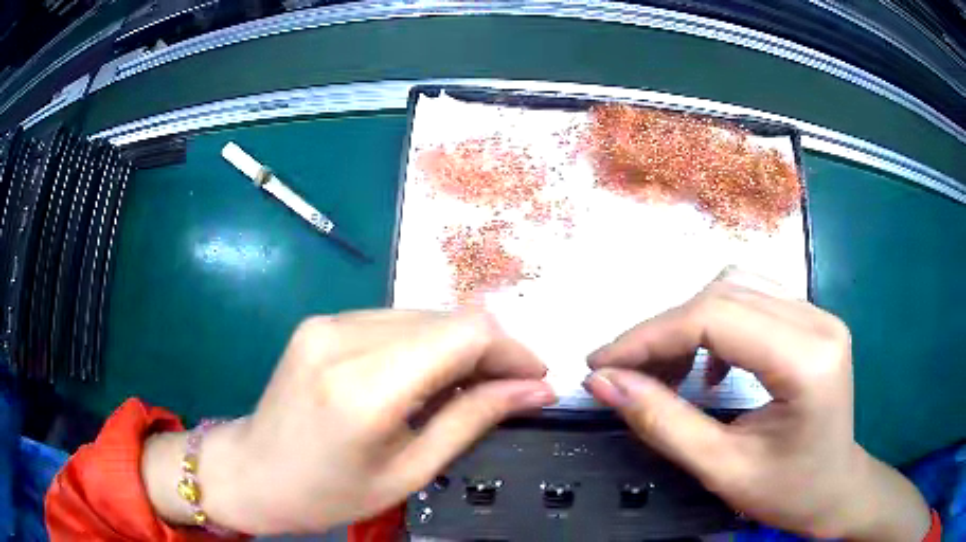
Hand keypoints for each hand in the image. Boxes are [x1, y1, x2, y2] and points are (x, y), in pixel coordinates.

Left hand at [142, 310, 555, 534]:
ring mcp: (328, 322)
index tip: (535, 379)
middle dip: (490, 350)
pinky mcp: (322, 321)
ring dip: (458, 347)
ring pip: (423, 315)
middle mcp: (344, 337)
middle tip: (508, 389)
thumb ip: (473, 419)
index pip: (463, 333)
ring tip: (470, 387)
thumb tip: (535, 390)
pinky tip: (427, 376)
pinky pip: (394, 321)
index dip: (511, 349)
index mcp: (364, 388)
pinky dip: (425, 344)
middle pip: (446, 318)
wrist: (253, 472)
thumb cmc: (329, 492)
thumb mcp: (409, 471)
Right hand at [584, 270, 930, 540]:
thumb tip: (603, 381)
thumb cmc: (787, 492)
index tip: (600, 363)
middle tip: (624, 371)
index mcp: (807, 359)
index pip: (716, 317)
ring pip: (735, 286)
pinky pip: (751, 299)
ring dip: (688, 322)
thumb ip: (662, 423)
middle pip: (723, 293)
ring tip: (666, 369)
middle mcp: (817, 319)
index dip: (650, 335)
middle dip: (663, 330)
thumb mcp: (721, 469)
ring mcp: (817, 313)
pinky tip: (710, 365)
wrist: (835, 488)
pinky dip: (715, 323)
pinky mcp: (811, 320)